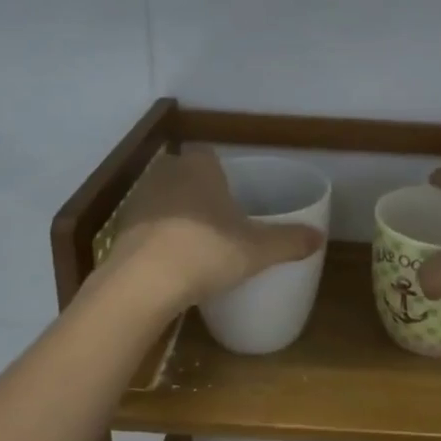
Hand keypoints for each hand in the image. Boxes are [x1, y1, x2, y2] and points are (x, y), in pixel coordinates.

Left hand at [104, 150, 323, 309]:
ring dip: (179, 216)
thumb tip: (320, 237)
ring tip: (199, 244)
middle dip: (202, 194)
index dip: (224, 174)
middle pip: (187, 177)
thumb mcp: (257, 250)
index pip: (211, 157)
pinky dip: (159, 239)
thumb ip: (289, 241)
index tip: (236, 197)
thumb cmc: (206, 251)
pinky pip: (148, 227)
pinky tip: (173, 262)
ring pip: (165, 201)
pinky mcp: (121, 230)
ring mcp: (139, 201)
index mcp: (200, 168)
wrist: (142, 283)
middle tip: (223, 222)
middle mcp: (166, 174)